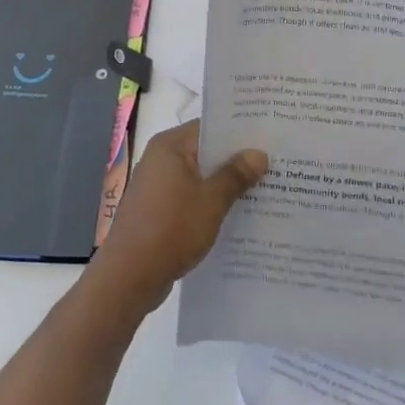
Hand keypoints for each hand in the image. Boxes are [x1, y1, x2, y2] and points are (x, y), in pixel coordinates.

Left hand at [90, 120, 267, 314]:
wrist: (129, 277)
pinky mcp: (158, 211)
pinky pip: (191, 198)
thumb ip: (236, 175)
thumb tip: (258, 153)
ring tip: (264, 189)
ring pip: (199, 178)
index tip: (269, 137)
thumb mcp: (211, 200)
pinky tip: (238, 215)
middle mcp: (160, 160)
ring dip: (225, 185)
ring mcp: (157, 186)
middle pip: (205, 152)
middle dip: (236, 161)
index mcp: (170, 146)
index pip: (209, 127)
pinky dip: (210, 203)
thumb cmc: (171, 229)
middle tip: (274, 164)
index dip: (239, 132)